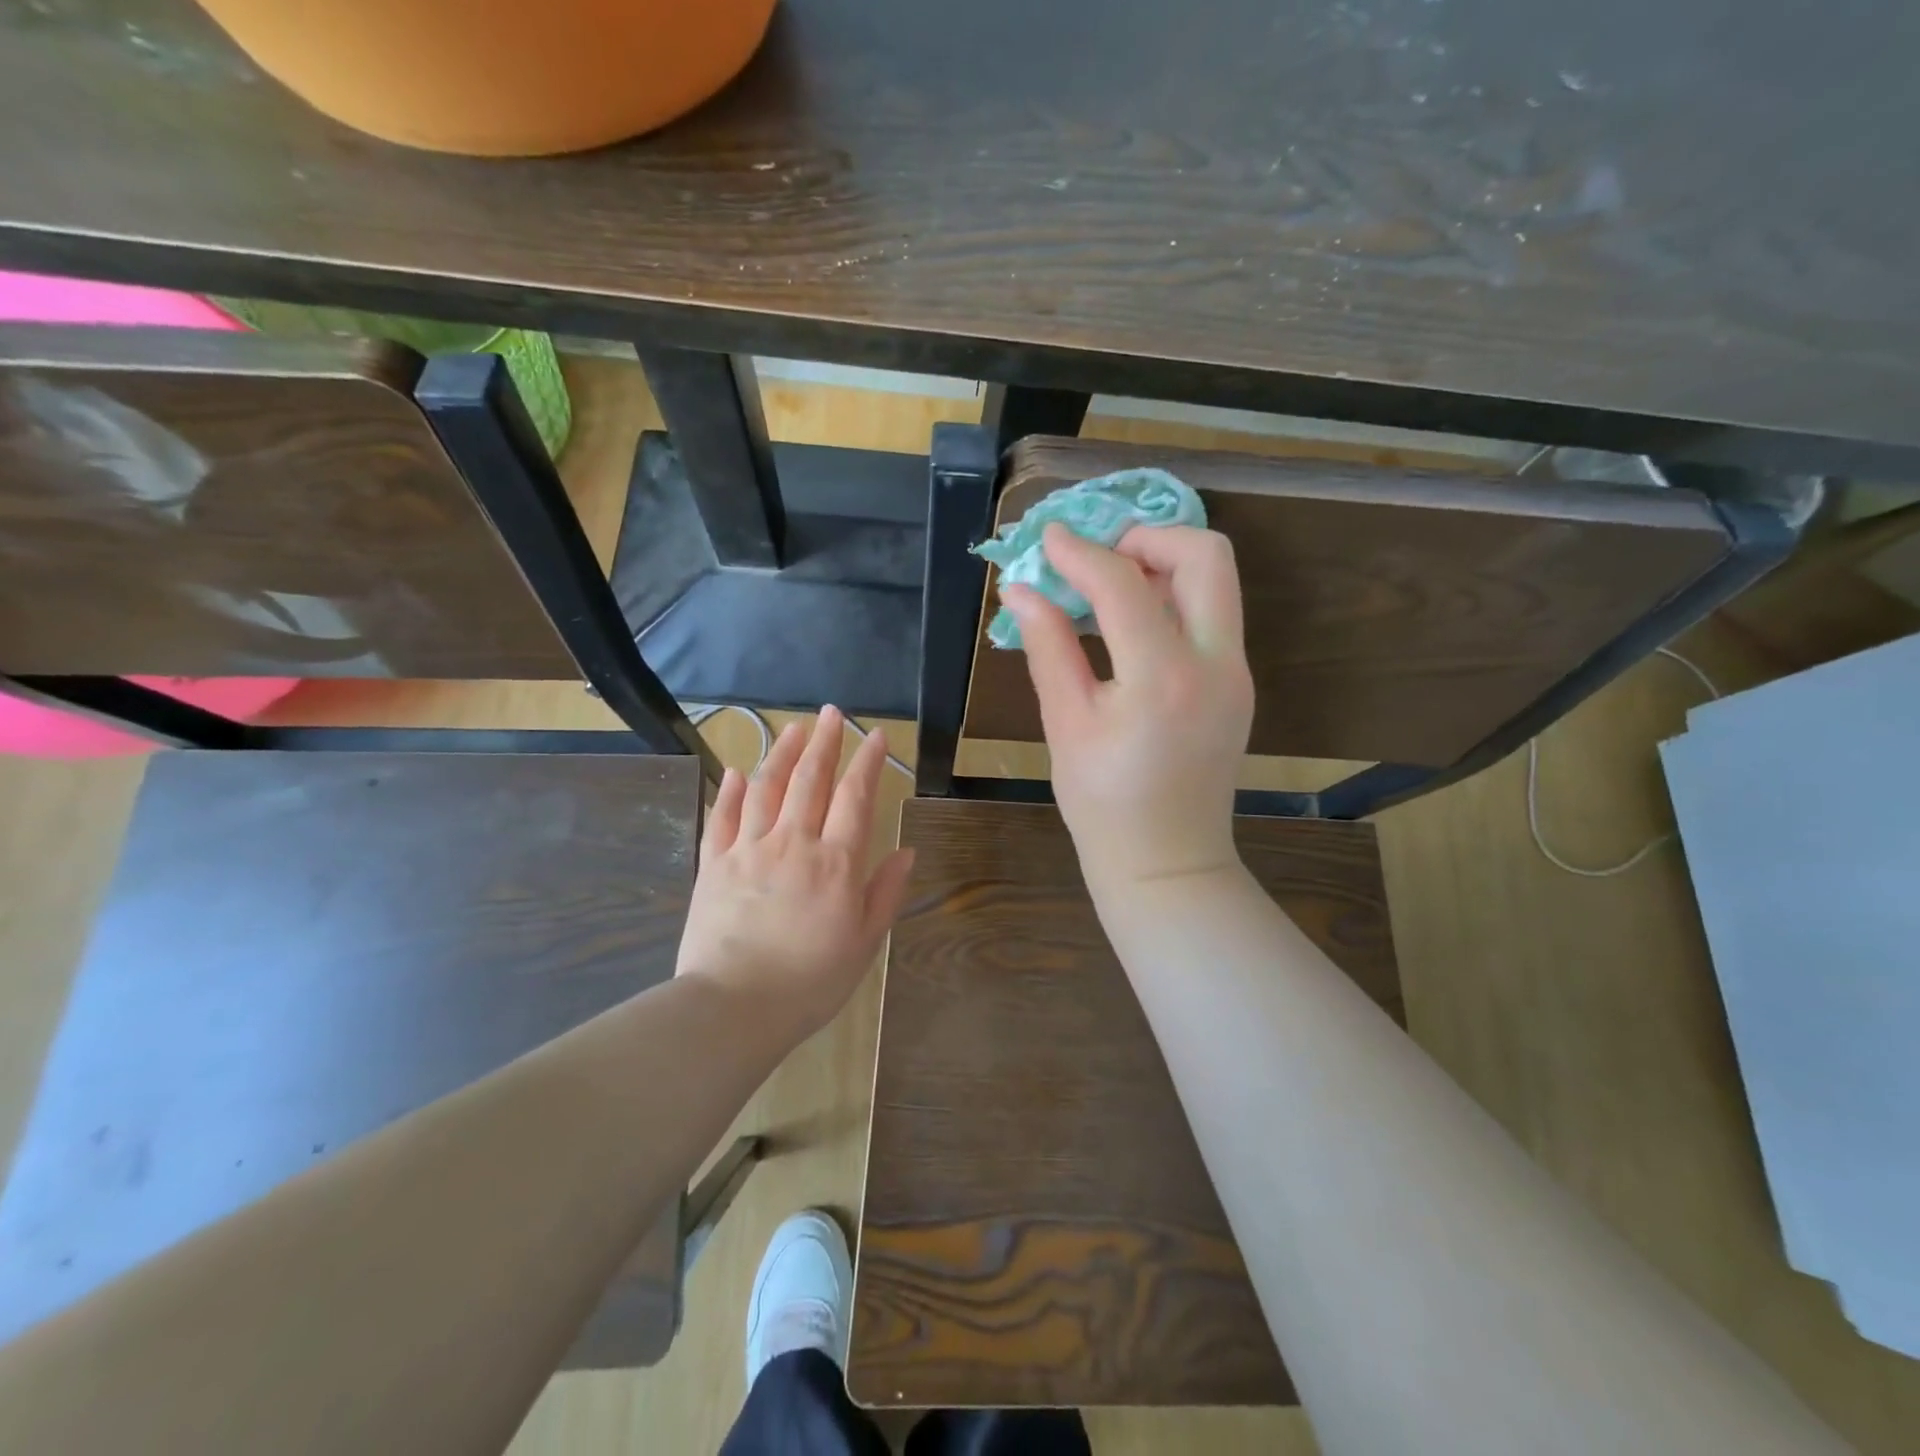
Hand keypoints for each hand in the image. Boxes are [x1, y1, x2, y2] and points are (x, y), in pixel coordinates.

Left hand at [675, 707, 915, 1042]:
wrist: (733, 1007)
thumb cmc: (810, 981)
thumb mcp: (863, 943)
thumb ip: (884, 893)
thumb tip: (905, 851)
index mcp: (835, 863)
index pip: (855, 798)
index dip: (868, 762)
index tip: (876, 735)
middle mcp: (793, 843)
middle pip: (810, 780)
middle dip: (825, 743)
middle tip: (832, 713)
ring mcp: (748, 850)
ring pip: (766, 788)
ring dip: (782, 754)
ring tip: (793, 728)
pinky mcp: (713, 865)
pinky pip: (722, 818)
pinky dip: (731, 792)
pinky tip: (738, 772)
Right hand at [1003, 523, 1253, 894]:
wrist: (1168, 863)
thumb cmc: (1104, 805)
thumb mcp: (1066, 724)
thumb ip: (1047, 647)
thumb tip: (1020, 589)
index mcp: (1162, 678)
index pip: (1123, 584)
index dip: (1080, 552)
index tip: (1048, 539)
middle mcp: (1215, 664)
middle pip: (1205, 555)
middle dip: (1148, 537)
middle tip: (1099, 556)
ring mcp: (1236, 673)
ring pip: (1216, 581)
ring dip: (1164, 563)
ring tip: (1109, 586)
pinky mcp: (1238, 684)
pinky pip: (1212, 615)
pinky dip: (1174, 598)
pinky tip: (1131, 623)